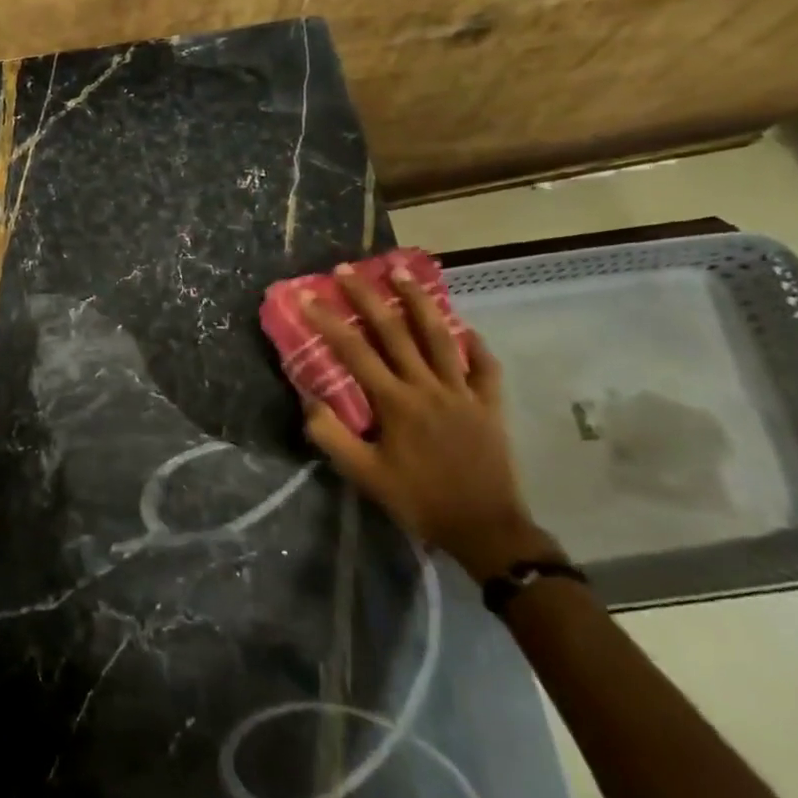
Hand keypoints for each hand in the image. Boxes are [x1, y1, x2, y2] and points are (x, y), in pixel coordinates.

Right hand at [298, 264, 556, 580]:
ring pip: (439, 336)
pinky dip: (473, 343)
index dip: (328, 322)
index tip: (308, 296)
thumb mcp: (364, 475)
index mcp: (395, 403)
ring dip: (418, 301)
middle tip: (348, 269)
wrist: (485, 529)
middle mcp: (427, 387)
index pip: (354, 353)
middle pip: (395, 332)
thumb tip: (308, 400)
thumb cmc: (418, 501)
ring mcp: (463, 392)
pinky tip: (462, 326)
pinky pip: (484, 366)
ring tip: (401, 272)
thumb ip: (331, 436)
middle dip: (368, 297)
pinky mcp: (489, 404)